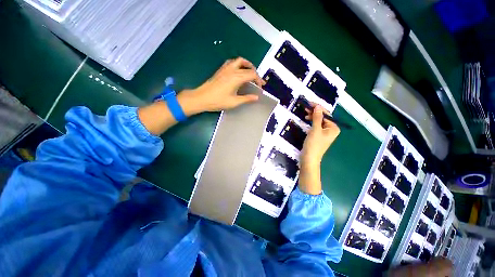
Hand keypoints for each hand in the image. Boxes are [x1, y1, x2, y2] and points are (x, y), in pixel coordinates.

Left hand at [177, 57, 264, 114]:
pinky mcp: (220, 70)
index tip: (261, 88)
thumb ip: (246, 99)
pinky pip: (232, 62)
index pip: (252, 75)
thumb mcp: (234, 102)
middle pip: (247, 67)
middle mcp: (232, 70)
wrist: (201, 98)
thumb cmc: (218, 101)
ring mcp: (225, 69)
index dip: (259, 80)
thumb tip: (256, 97)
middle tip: (258, 80)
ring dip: (247, 65)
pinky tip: (238, 71)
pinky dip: (238, 64)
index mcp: (236, 77)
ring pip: (239, 61)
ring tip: (250, 72)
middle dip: (255, 73)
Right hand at [301, 105, 339, 167]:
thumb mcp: (315, 129)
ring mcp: (325, 133)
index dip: (318, 108)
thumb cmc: (314, 144)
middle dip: (315, 112)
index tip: (309, 103)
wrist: (309, 158)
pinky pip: (316, 125)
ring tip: (305, 114)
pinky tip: (307, 120)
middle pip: (323, 117)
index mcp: (334, 127)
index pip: (326, 114)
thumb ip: (317, 117)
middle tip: (306, 108)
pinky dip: (311, 122)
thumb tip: (318, 106)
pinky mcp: (318, 135)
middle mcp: (331, 129)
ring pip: (319, 121)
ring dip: (312, 116)